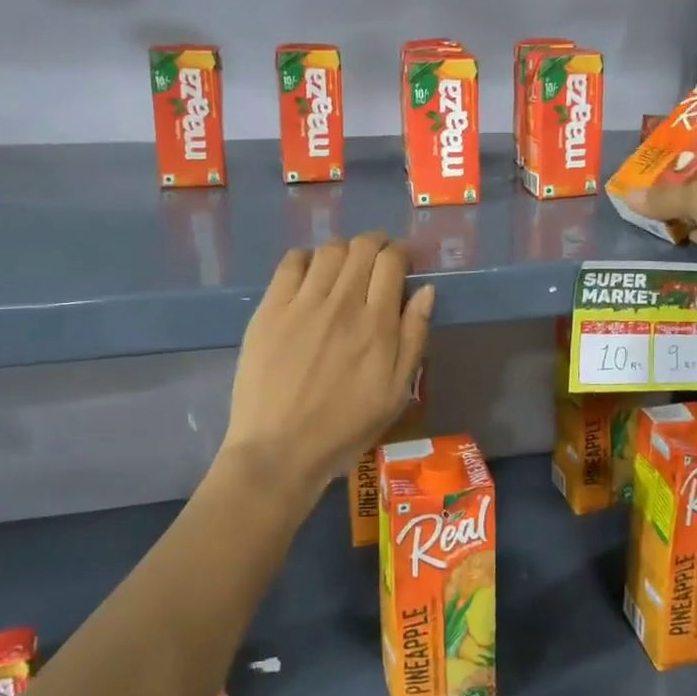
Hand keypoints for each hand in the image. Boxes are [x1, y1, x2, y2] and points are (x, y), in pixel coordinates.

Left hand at [220, 233, 434, 505]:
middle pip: (362, 247)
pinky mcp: (270, 310)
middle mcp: (341, 304)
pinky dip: (306, 258)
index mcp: (376, 324)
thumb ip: (414, 336)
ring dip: (344, 250)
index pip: (391, 261)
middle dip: (376, 244)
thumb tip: (426, 290)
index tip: (402, 264)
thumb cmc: (344, 427)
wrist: (278, 451)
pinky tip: (310, 274)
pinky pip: (290, 263)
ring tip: (344, 268)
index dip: (400, 253)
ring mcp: (302, 304)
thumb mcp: (396, 392)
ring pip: (329, 250)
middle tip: (377, 260)